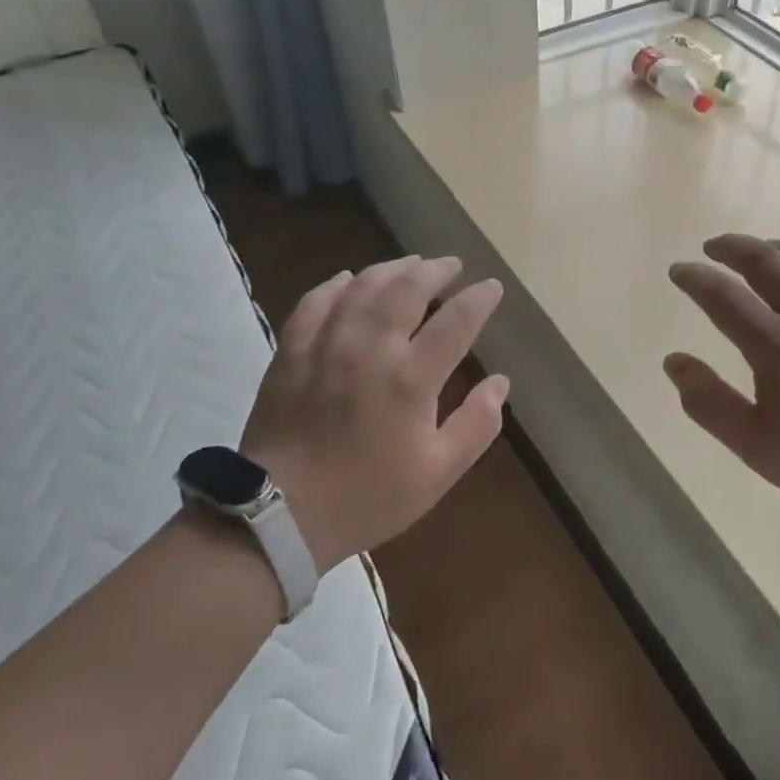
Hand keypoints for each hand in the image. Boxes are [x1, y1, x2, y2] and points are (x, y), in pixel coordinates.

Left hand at [241, 256, 507, 572]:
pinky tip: (348, 279)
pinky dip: (336, 284)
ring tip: (411, 264)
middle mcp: (370, 347)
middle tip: (452, 265)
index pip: (456, 321)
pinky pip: (315, 301)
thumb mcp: (438, 473)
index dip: (479, 299)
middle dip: (436, 271)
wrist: (279, 515)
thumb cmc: (367, 496)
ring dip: (392, 268)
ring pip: (363, 286)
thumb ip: (477, 424)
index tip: (491, 287)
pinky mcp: (291, 350)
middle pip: (408, 288)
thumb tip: (500, 382)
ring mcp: (326, 344)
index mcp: (411, 378)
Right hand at [665, 235, 779, 529]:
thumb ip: (709, 402)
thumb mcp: (756, 446)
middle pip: (765, 260)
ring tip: (761, 250)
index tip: (678, 270)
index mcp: (776, 344)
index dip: (695, 278)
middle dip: (732, 247)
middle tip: (713, 247)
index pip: (722, 296)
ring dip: (776, 247)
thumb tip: (673, 361)